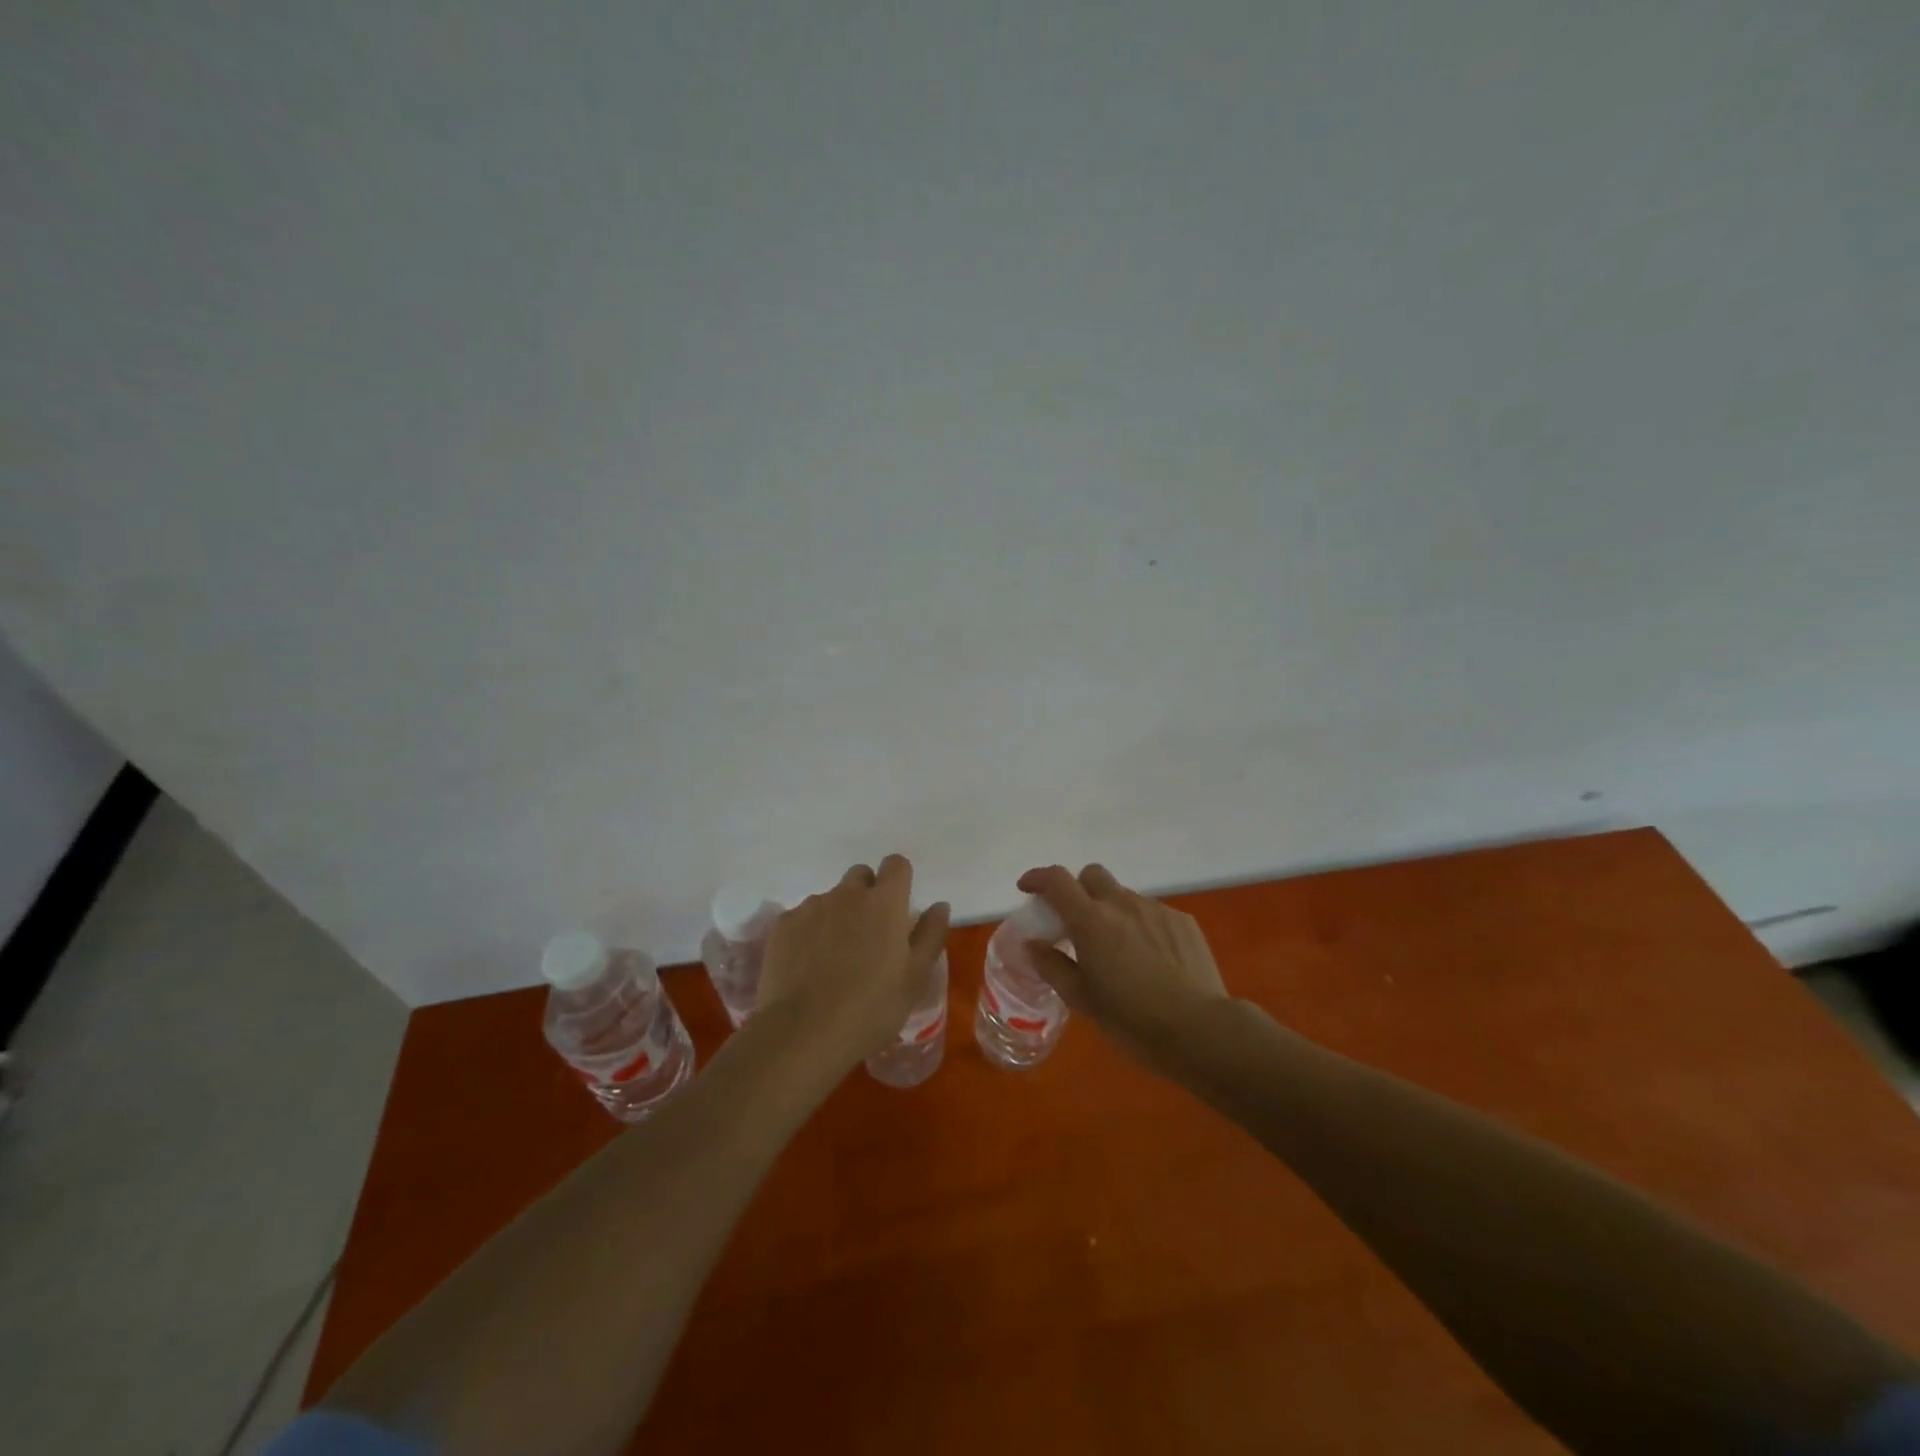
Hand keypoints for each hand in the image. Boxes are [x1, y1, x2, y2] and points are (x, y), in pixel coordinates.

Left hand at [758, 855, 950, 1070]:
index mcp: (885, 902)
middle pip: (861, 877)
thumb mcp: (915, 977)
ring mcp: (811, 906)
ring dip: (837, 916)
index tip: (898, 908)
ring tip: (834, 958)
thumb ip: (930, 935)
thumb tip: (939, 905)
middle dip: (867, 896)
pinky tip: (807, 966)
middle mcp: (847, 894)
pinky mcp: (783, 925)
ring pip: (830, 899)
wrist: (803, 1032)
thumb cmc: (871, 1008)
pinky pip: (802, 917)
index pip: (896, 864)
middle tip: (868, 936)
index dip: (899, 880)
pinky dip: (808, 933)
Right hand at [1016, 864, 1228, 1066]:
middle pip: (1092, 875)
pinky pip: (1152, 913)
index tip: (1028, 889)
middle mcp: (1122, 904)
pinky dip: (1141, 926)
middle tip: (1076, 922)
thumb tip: (1032, 944)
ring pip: (1124, 896)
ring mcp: (1156, 909)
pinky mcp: (1183, 921)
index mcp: (1091, 921)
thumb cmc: (1133, 1020)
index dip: (1038, 878)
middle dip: (1078, 889)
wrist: (1201, 1030)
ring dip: (1112, 911)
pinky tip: (1151, 959)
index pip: (1057, 880)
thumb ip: (1052, 966)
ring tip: (1119, 950)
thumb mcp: (1083, 1000)